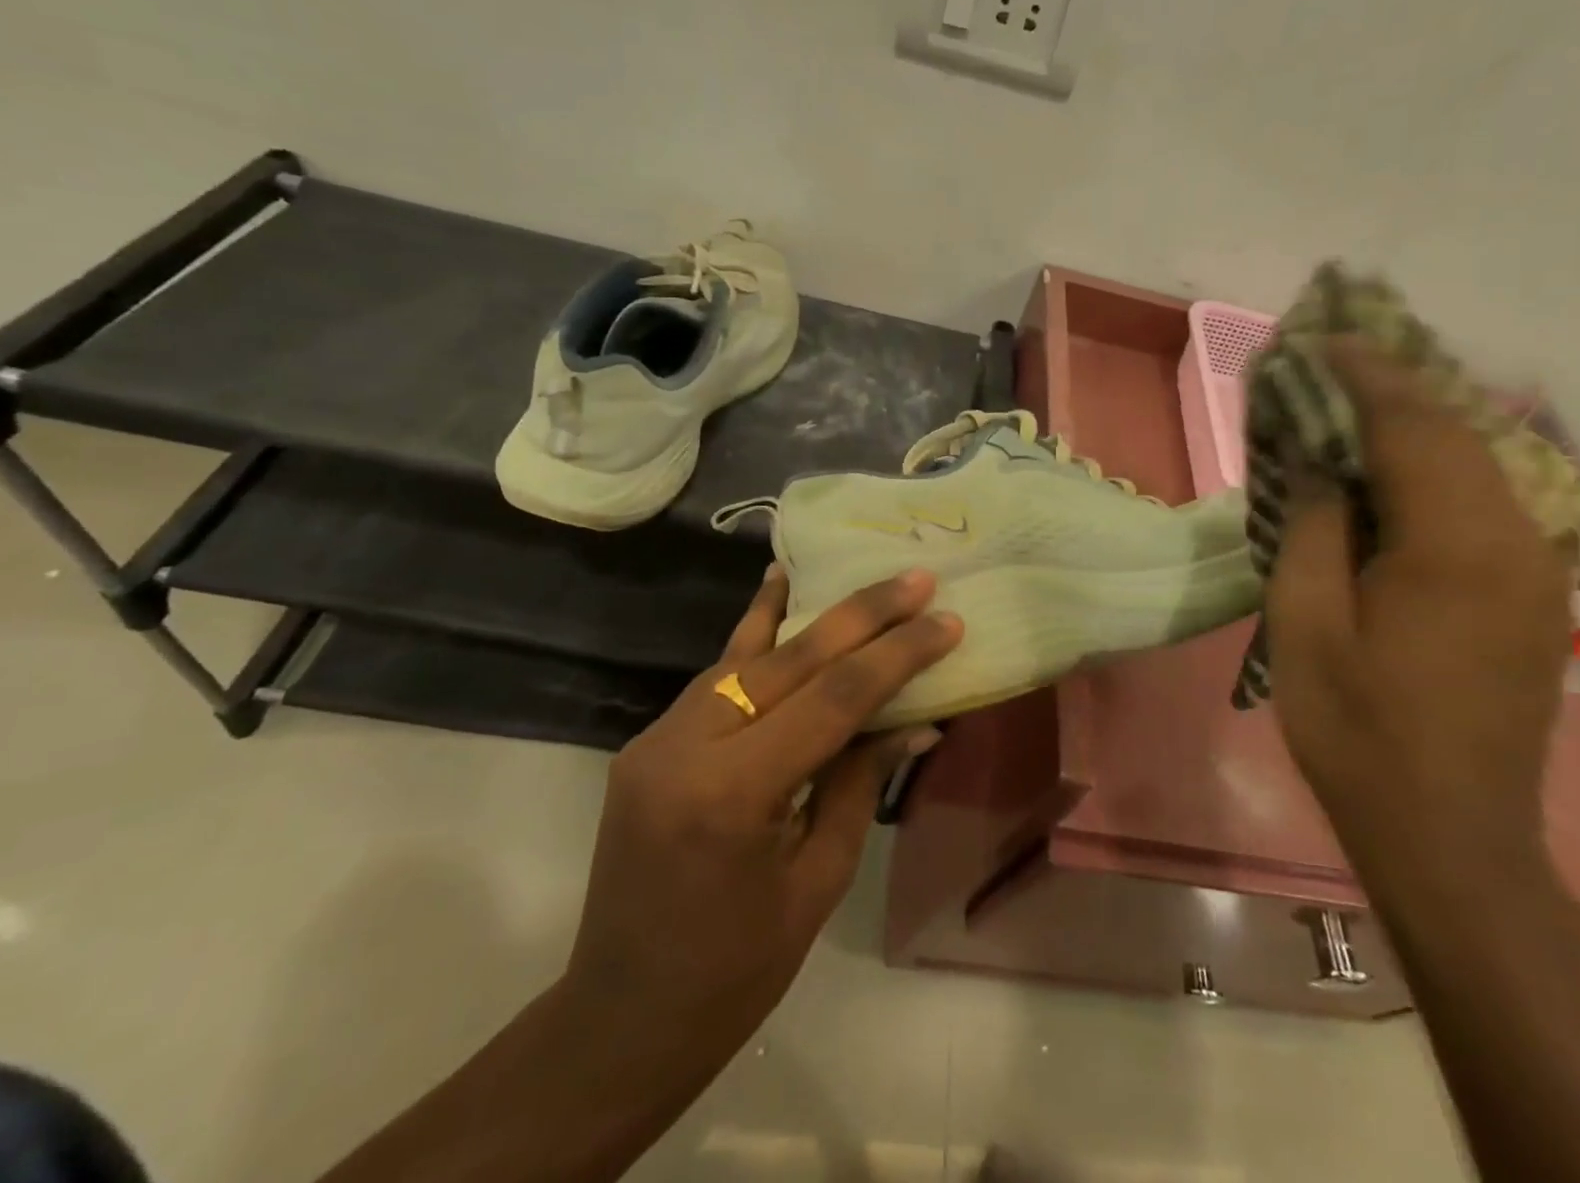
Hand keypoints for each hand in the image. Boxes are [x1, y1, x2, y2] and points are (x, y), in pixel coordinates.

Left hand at [562, 565, 957, 1076]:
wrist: (618, 1021)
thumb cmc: (734, 974)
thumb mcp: (817, 880)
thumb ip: (859, 783)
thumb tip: (915, 718)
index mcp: (732, 795)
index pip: (833, 700)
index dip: (897, 656)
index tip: (947, 621)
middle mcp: (685, 747)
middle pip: (791, 659)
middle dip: (862, 614)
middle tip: (916, 578)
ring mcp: (657, 738)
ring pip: (748, 655)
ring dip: (809, 612)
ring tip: (855, 574)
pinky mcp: (650, 741)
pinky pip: (717, 676)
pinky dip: (756, 634)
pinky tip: (776, 590)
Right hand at [1265, 341, 1573, 872]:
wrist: (1450, 837)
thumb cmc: (1357, 730)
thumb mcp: (1305, 623)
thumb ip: (1312, 526)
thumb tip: (1314, 458)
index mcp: (1455, 546)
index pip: (1412, 426)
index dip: (1361, 375)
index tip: (1315, 340)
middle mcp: (1515, 541)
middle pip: (1454, 432)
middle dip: (1388, 387)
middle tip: (1326, 362)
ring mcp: (1535, 570)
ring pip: (1474, 463)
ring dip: (1411, 424)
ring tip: (1348, 403)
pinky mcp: (1531, 596)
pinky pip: (1481, 502)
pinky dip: (1431, 468)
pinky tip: (1388, 471)